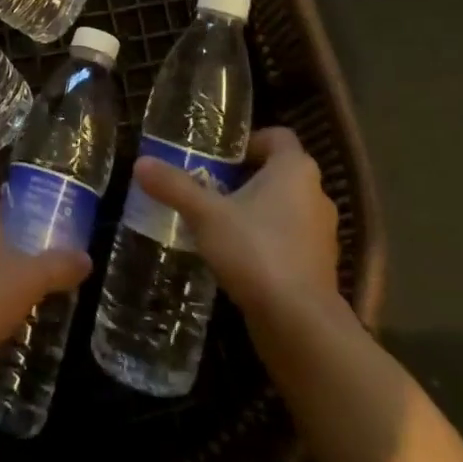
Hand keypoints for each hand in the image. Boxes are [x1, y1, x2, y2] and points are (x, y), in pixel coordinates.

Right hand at [132, 126, 339, 322]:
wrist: (300, 324)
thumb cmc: (256, 251)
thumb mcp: (205, 215)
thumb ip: (174, 186)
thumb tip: (140, 162)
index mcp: (295, 169)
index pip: (278, 136)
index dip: (249, 142)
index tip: (220, 157)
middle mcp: (316, 194)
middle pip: (279, 172)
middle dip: (245, 178)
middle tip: (209, 187)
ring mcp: (322, 233)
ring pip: (285, 208)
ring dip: (256, 211)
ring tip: (218, 223)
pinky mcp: (319, 267)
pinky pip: (290, 240)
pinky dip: (267, 241)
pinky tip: (238, 258)